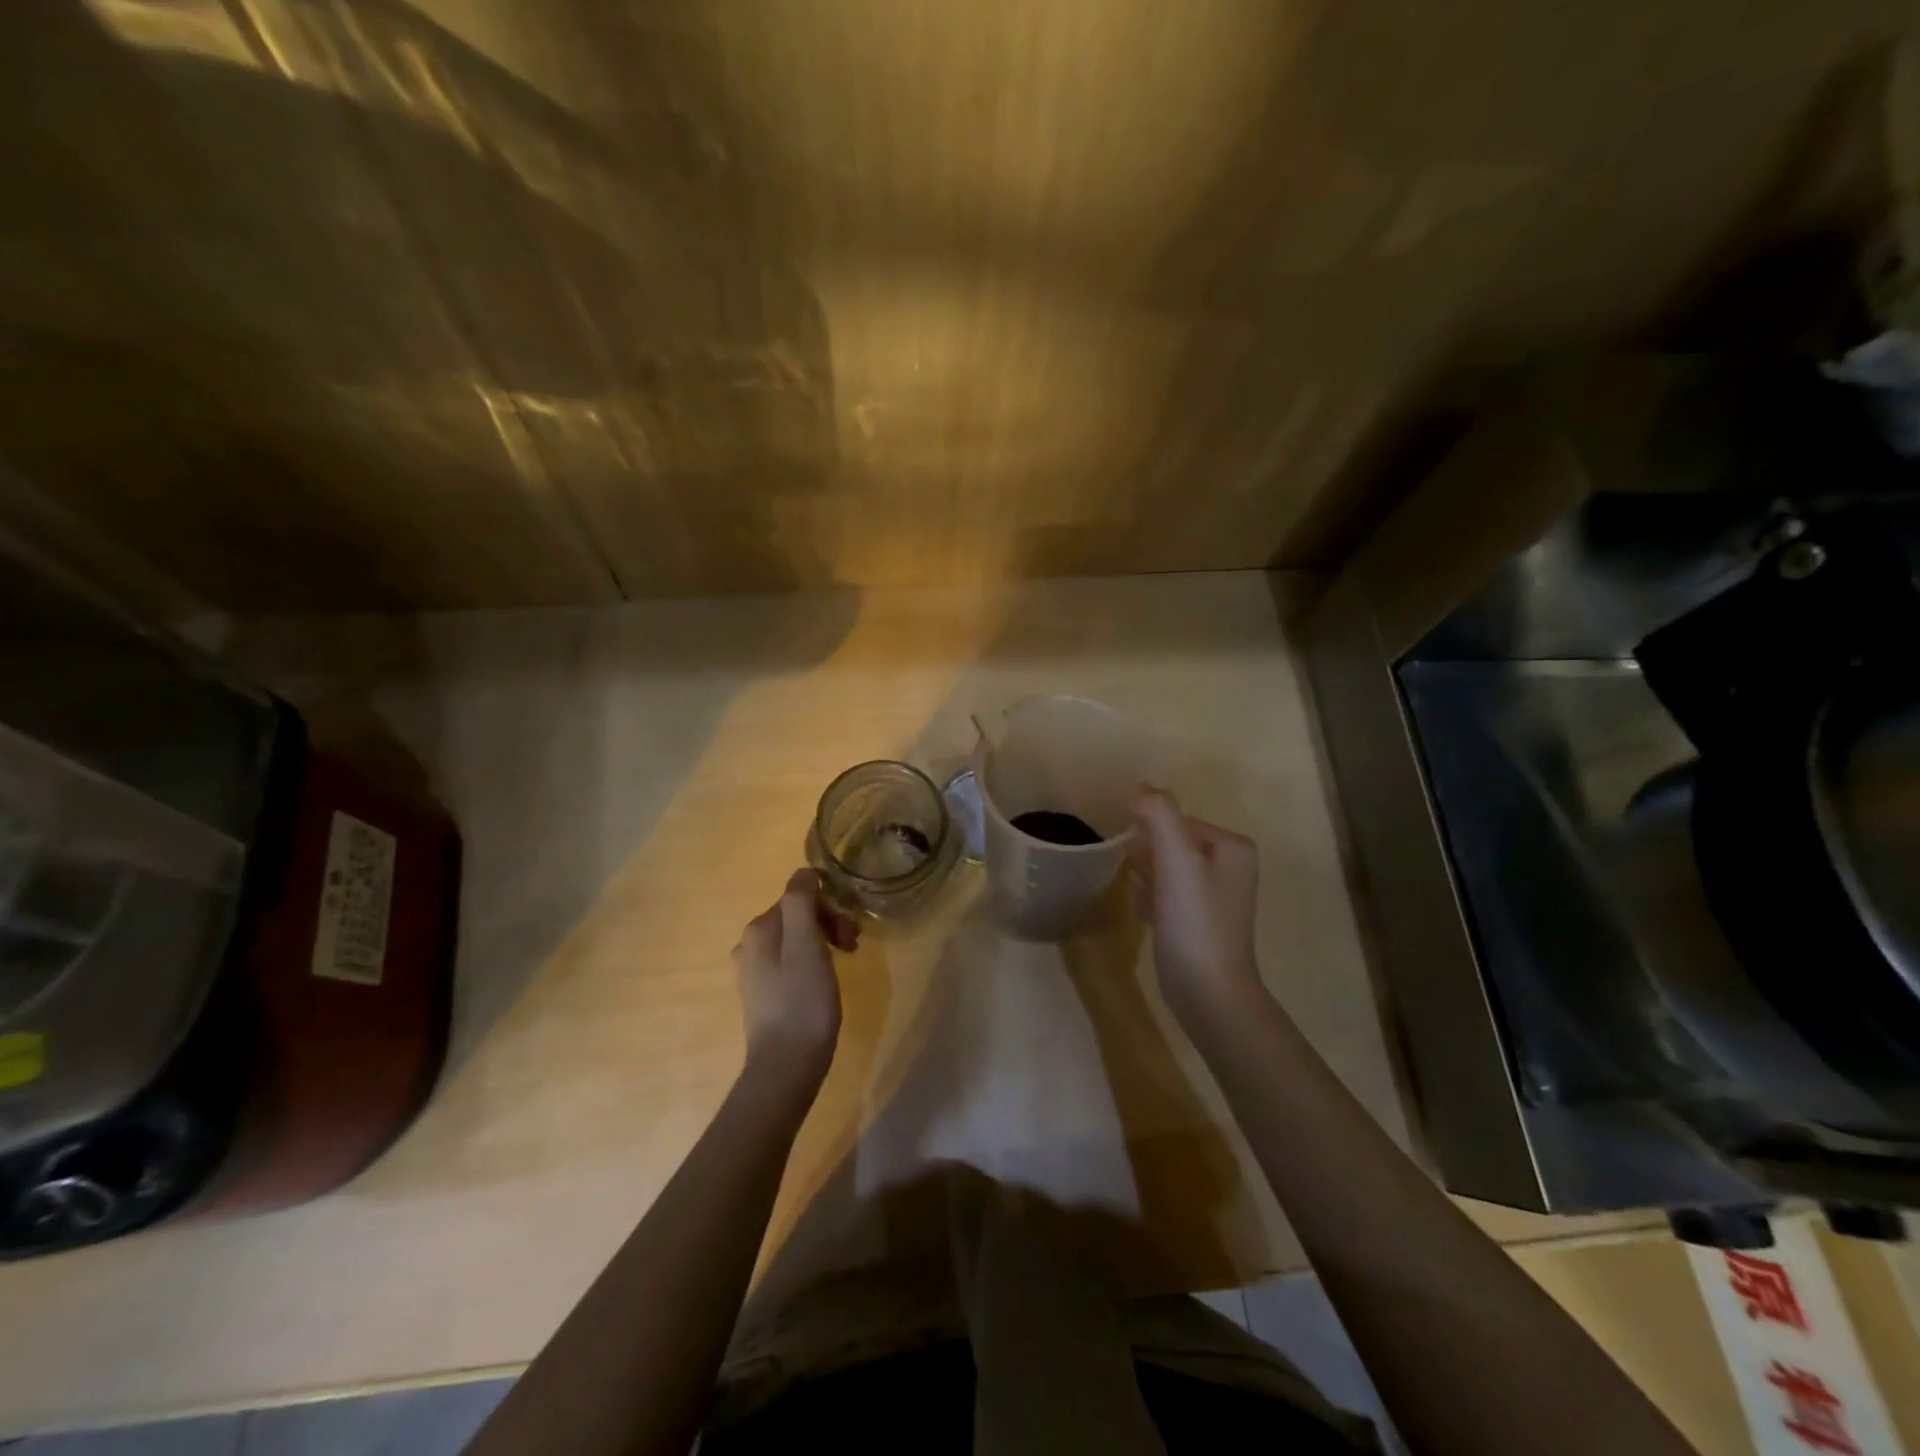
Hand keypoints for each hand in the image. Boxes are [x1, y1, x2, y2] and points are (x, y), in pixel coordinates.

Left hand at [731, 870, 853, 1085]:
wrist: (786, 1066)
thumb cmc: (802, 1001)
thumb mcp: (806, 944)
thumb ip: (801, 902)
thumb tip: (803, 873)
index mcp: (758, 930)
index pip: (799, 897)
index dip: (829, 908)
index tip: (850, 932)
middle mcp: (749, 946)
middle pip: (797, 917)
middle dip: (828, 924)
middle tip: (853, 947)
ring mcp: (754, 973)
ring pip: (796, 940)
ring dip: (823, 943)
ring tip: (843, 965)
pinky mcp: (763, 995)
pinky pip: (791, 963)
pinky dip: (812, 964)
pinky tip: (824, 983)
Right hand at [1130, 790, 1263, 1033]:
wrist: (1208, 993)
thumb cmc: (1195, 922)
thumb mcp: (1176, 859)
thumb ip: (1158, 814)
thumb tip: (1135, 787)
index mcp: (1232, 846)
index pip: (1176, 820)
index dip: (1149, 836)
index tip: (1135, 858)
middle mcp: (1229, 866)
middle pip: (1169, 844)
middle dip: (1147, 860)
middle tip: (1140, 882)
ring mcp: (1214, 896)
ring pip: (1163, 869)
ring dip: (1145, 880)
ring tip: (1144, 902)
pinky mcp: (1198, 921)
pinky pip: (1164, 893)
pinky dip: (1149, 900)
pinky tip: (1147, 917)